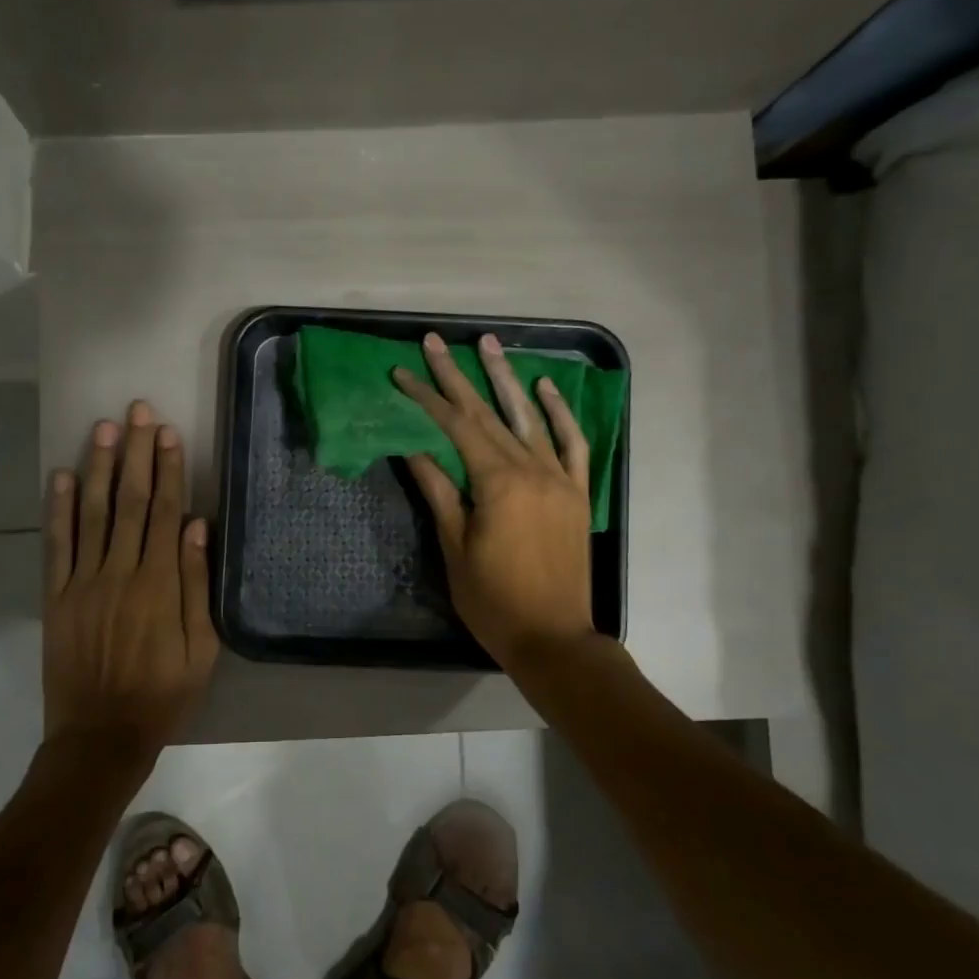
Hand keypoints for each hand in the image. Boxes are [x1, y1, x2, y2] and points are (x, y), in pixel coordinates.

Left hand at [42, 400, 217, 762]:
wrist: (100, 737)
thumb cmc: (162, 695)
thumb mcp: (201, 650)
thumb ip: (198, 586)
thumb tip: (199, 528)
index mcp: (160, 584)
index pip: (166, 512)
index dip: (168, 469)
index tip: (167, 432)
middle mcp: (120, 572)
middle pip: (131, 501)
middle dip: (135, 452)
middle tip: (137, 410)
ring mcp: (83, 583)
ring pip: (93, 513)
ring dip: (99, 468)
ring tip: (103, 428)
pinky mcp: (56, 597)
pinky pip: (57, 545)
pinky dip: (58, 509)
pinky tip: (62, 476)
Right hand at [394, 333, 595, 668]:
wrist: (553, 637)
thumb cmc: (493, 600)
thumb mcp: (455, 548)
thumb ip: (439, 492)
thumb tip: (414, 449)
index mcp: (496, 482)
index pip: (454, 427)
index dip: (426, 397)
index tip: (401, 373)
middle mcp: (530, 469)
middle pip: (487, 413)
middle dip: (457, 375)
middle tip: (435, 341)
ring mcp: (559, 478)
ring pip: (529, 417)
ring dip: (505, 378)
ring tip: (487, 344)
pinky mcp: (577, 492)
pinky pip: (572, 442)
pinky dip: (559, 412)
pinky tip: (544, 387)